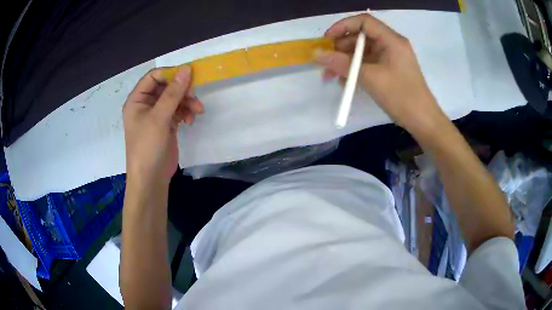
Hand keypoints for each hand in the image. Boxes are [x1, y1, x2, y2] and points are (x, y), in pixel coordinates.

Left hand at [122, 66, 203, 186]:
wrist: (151, 179)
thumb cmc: (148, 147)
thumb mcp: (159, 117)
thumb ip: (173, 93)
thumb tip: (186, 69)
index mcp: (137, 99)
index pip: (154, 77)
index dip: (171, 74)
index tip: (189, 77)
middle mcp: (145, 104)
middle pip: (166, 87)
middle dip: (182, 91)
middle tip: (195, 97)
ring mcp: (156, 115)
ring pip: (174, 99)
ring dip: (187, 102)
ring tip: (197, 111)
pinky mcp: (166, 125)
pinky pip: (178, 111)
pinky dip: (186, 113)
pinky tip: (190, 121)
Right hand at [314, 13, 446, 135]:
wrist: (423, 121)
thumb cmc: (401, 96)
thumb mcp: (370, 78)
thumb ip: (343, 64)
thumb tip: (317, 54)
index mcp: (391, 40)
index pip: (364, 21)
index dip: (343, 26)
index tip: (327, 39)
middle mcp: (390, 44)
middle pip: (361, 36)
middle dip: (341, 48)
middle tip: (326, 61)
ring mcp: (390, 58)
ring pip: (362, 52)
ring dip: (345, 61)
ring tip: (330, 75)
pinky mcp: (389, 70)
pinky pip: (368, 64)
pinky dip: (355, 70)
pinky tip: (344, 82)